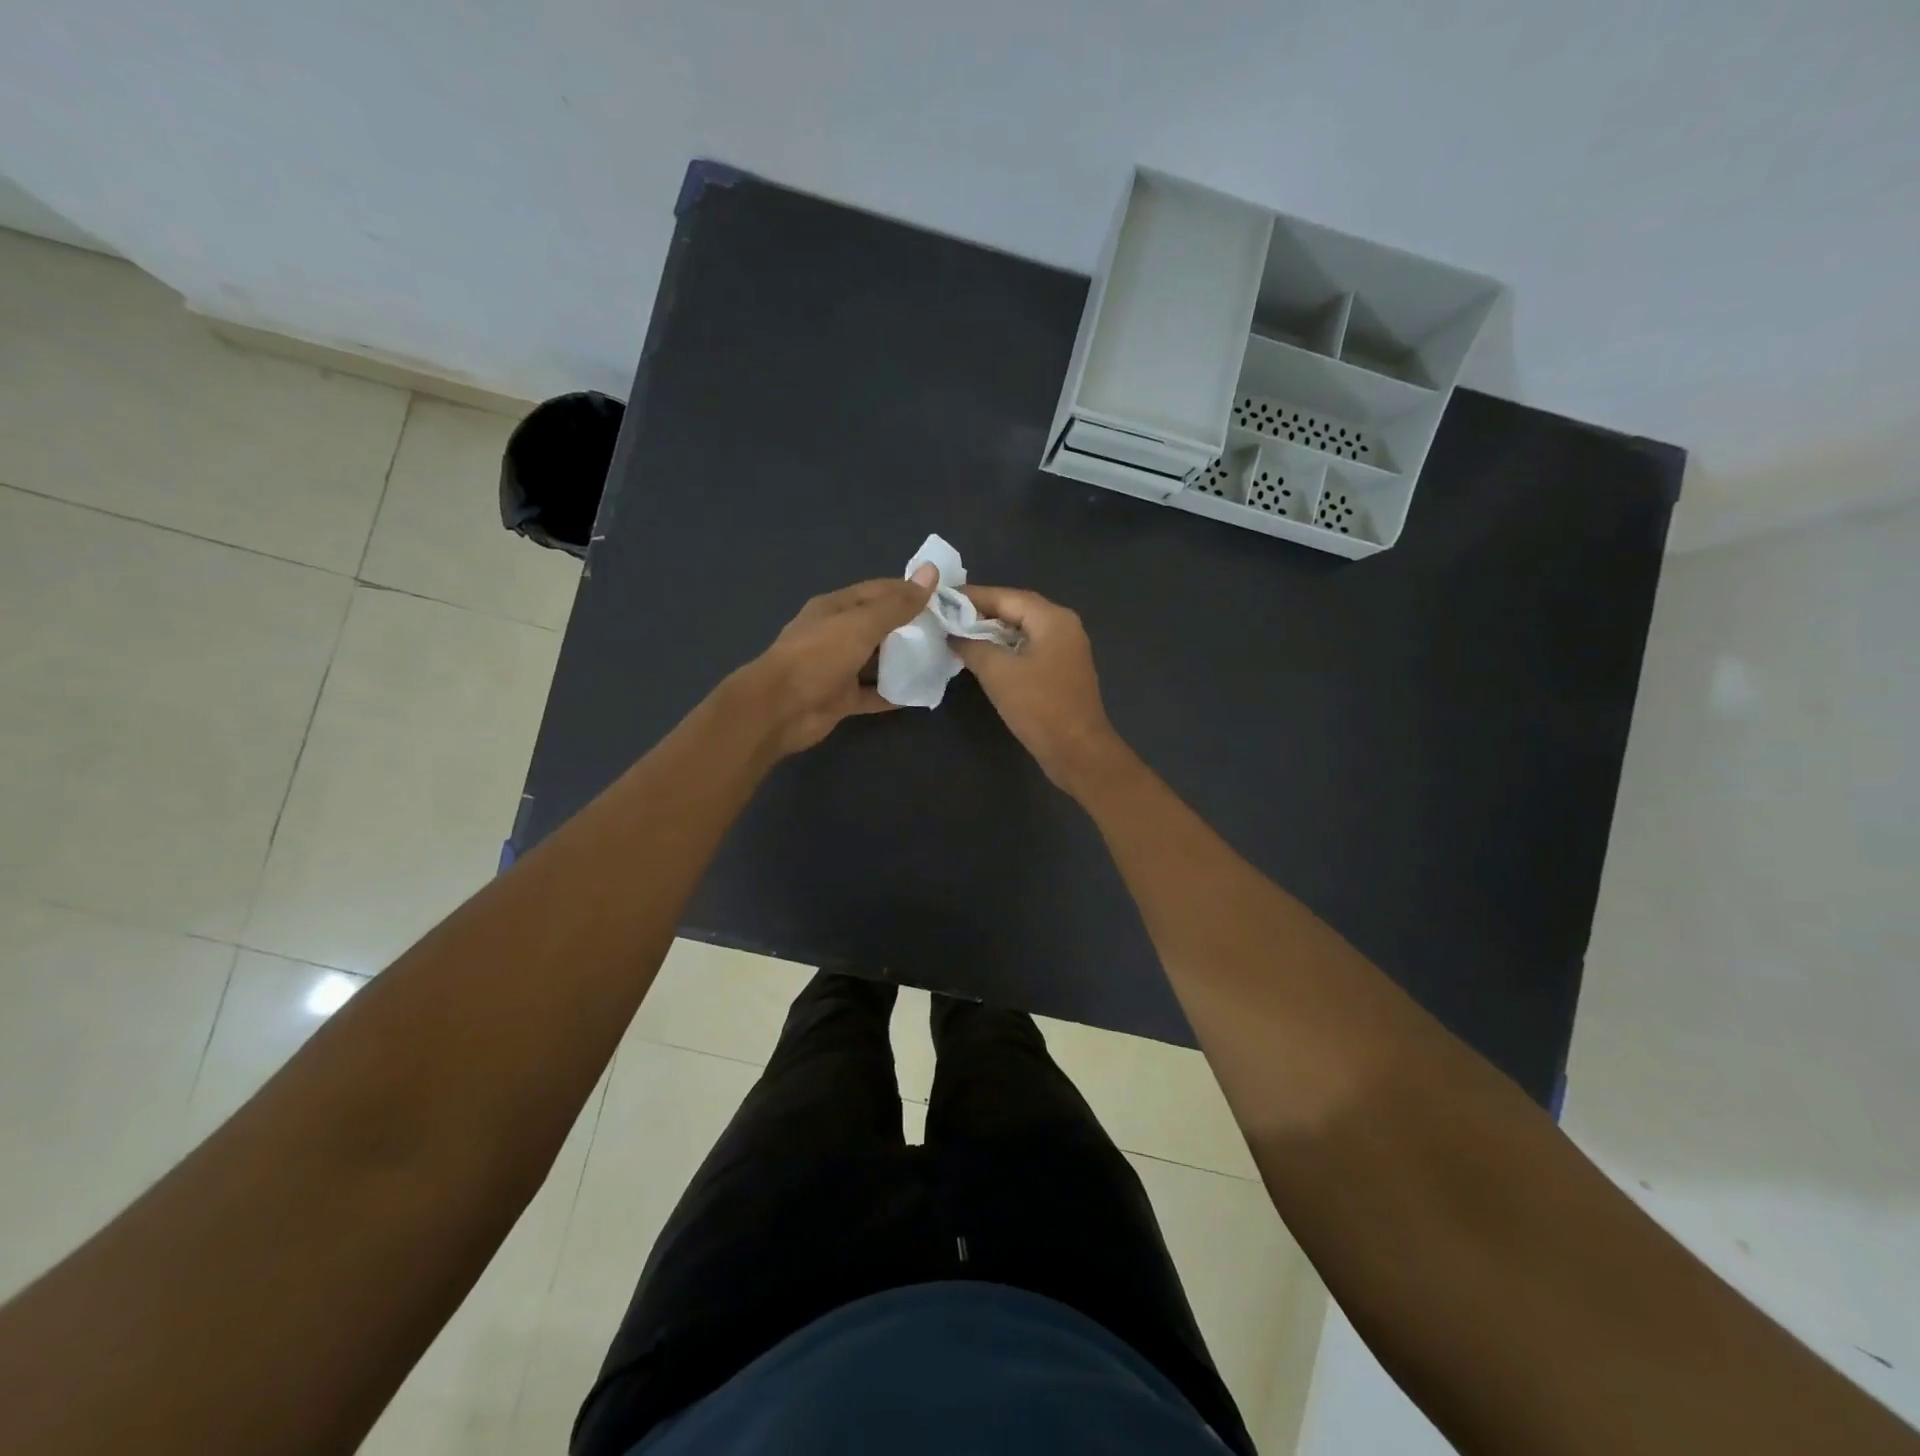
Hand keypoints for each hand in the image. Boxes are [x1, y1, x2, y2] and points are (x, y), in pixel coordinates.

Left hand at [739, 566, 938, 755]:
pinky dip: (893, 693)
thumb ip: (897, 604)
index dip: (909, 591)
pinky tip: (921, 692)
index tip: (943, 597)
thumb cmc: (818, 657)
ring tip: (941, 660)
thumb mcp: (861, 625)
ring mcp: (837, 668)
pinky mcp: (840, 699)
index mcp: (836, 608)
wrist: (779, 710)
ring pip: (876, 660)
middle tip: (948, 630)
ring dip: (904, 660)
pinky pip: (872, 693)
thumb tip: (931, 572)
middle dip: (911, 627)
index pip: (878, 591)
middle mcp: (836, 634)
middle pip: (879, 625)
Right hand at [953, 585, 1129, 794]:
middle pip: (1016, 610)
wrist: (1077, 751)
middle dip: (981, 613)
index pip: (1006, 596)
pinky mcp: (1062, 671)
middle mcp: (1063, 626)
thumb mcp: (998, 672)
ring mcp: (1066, 649)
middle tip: (946, 617)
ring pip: (1022, 631)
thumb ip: (972, 646)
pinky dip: (1005, 649)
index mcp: (1052, 619)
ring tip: (958, 636)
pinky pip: (1029, 649)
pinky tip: (983, 657)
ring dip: (992, 632)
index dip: (972, 597)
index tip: (941, 600)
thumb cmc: (1039, 707)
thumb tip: (953, 634)